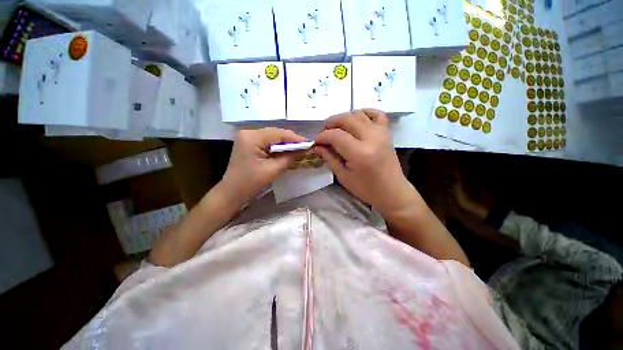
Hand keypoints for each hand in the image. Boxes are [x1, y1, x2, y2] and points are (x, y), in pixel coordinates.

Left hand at [220, 128, 306, 204]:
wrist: (232, 191)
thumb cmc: (251, 182)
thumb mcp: (273, 170)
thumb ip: (289, 158)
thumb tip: (302, 150)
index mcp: (252, 138)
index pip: (278, 134)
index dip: (294, 138)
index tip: (308, 143)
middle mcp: (248, 133)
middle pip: (274, 133)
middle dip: (290, 140)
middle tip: (304, 146)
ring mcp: (247, 137)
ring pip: (271, 136)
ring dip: (284, 143)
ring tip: (297, 148)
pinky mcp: (248, 143)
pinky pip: (266, 141)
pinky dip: (276, 146)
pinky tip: (285, 150)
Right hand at [315, 109, 418, 216]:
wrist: (392, 192)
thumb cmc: (366, 189)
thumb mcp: (343, 176)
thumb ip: (330, 158)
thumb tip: (318, 146)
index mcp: (359, 153)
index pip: (336, 135)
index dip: (322, 136)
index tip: (316, 142)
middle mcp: (371, 138)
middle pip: (346, 119)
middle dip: (331, 123)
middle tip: (324, 133)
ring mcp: (381, 133)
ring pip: (359, 114)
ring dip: (344, 118)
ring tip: (337, 128)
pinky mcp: (387, 132)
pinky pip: (376, 114)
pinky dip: (364, 112)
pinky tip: (356, 119)